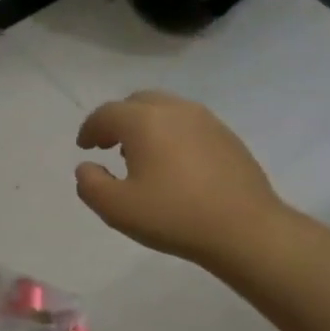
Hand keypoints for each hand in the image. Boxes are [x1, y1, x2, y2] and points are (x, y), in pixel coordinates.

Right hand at [75, 91, 288, 265]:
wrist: (245, 228)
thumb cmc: (173, 216)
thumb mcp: (116, 208)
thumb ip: (90, 184)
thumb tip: (86, 167)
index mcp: (144, 122)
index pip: (107, 113)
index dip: (90, 129)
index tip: (84, 147)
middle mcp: (175, 110)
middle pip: (137, 102)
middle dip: (118, 120)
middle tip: (109, 145)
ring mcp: (206, 120)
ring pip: (166, 109)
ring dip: (146, 125)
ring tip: (140, 155)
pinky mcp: (227, 136)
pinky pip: (189, 124)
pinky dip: (171, 134)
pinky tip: (173, 164)